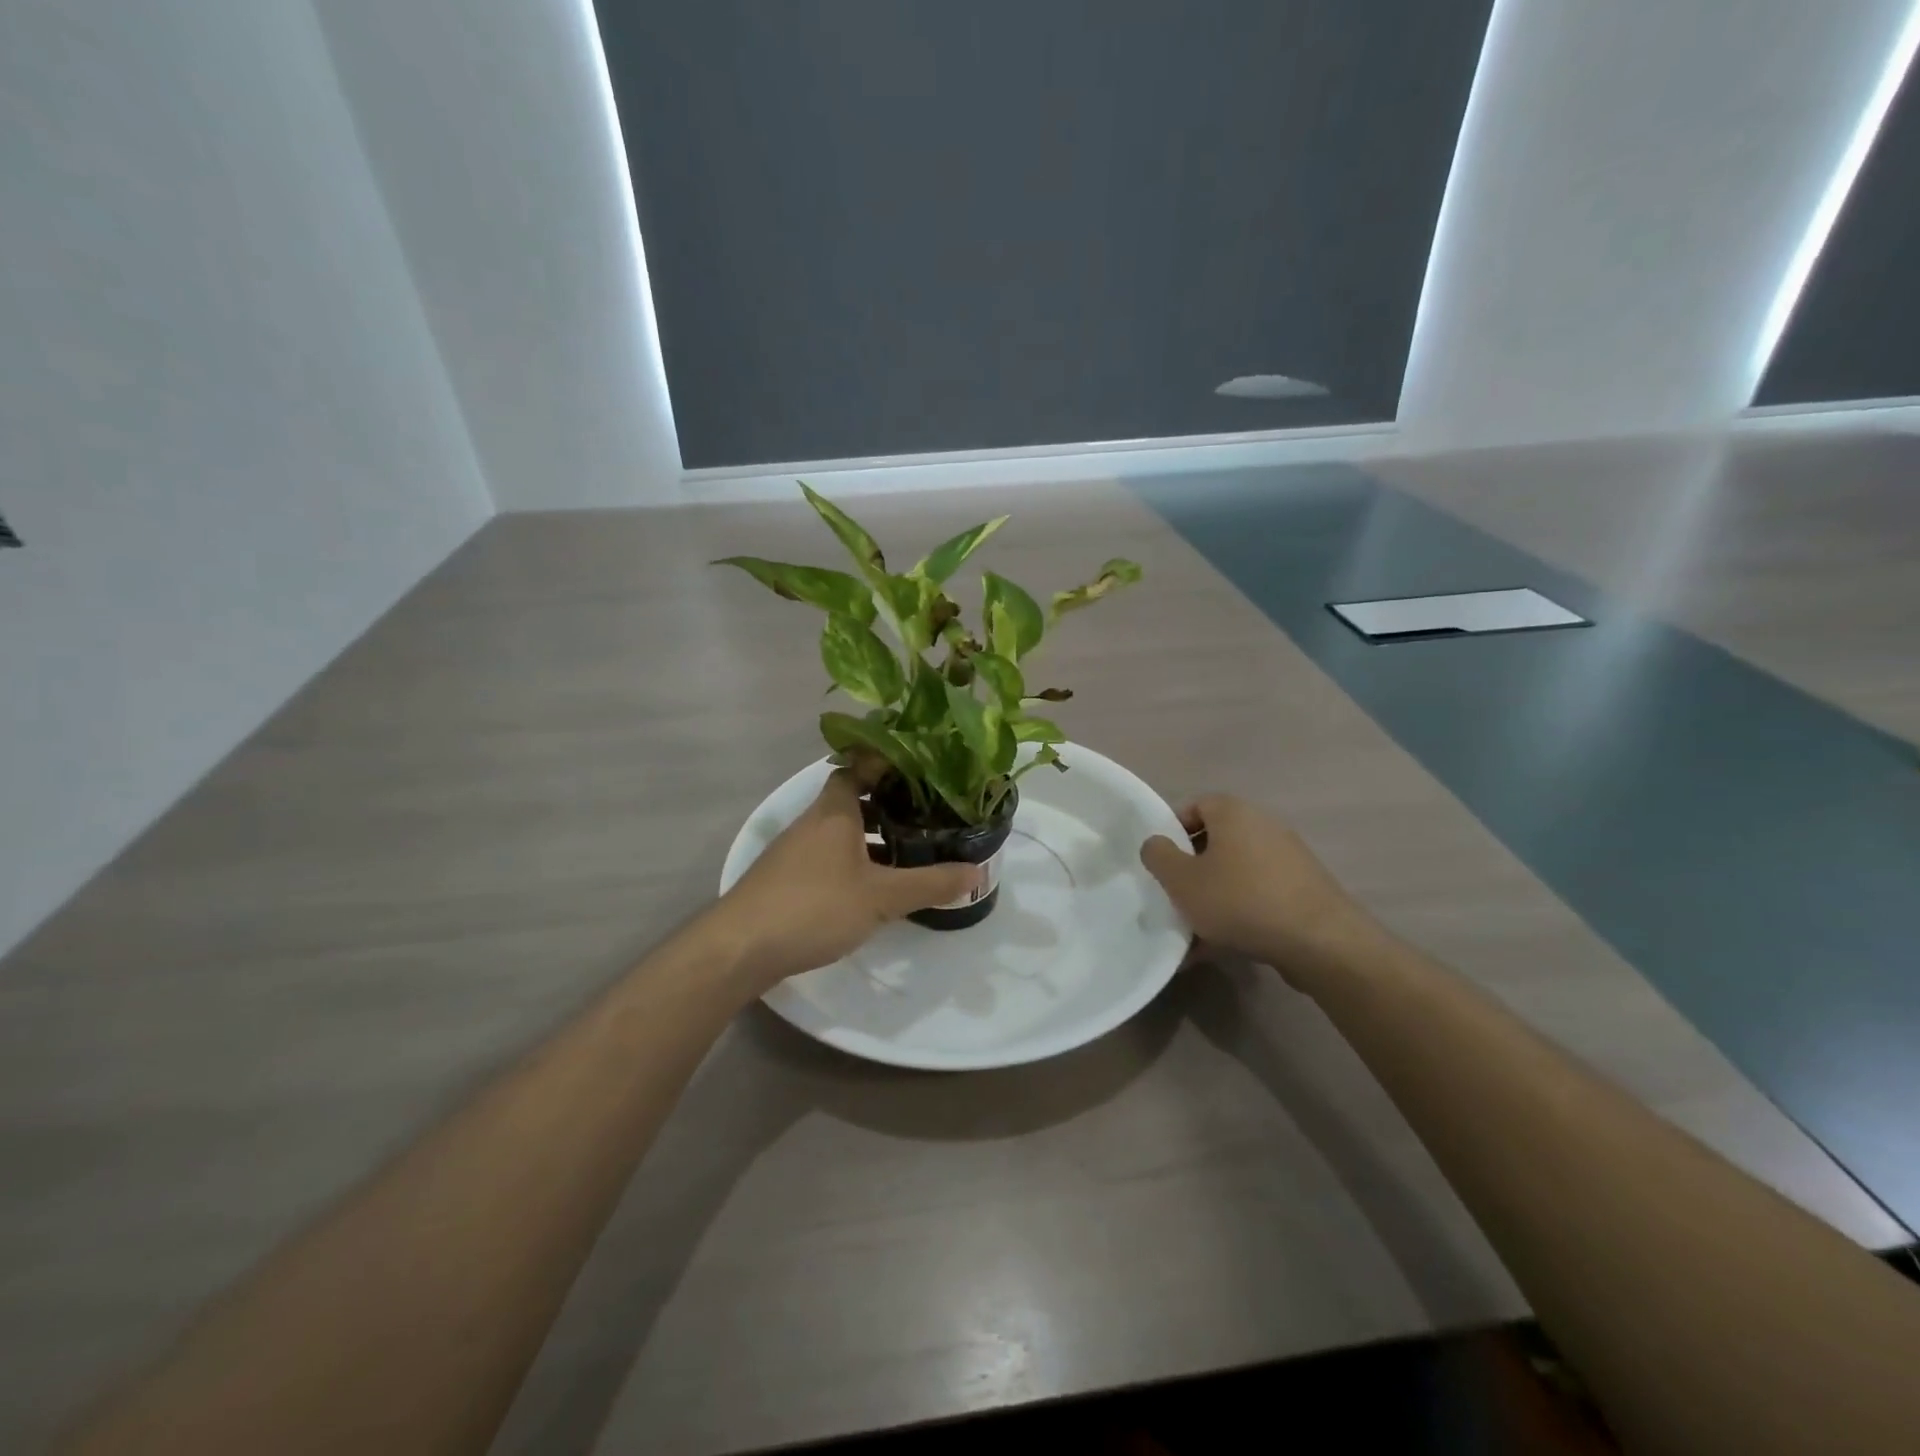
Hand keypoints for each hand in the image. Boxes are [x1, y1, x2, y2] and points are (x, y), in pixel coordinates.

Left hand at [709, 770, 980, 993]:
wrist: (740, 948)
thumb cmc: (814, 906)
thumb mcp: (882, 896)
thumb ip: (930, 883)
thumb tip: (978, 873)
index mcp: (834, 811)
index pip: (858, 766)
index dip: (886, 763)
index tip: (920, 768)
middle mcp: (812, 823)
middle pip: (852, 799)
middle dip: (889, 804)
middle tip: (927, 813)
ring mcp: (796, 852)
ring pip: (841, 832)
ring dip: (872, 837)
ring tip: (911, 850)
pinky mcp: (787, 879)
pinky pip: (829, 857)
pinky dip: (855, 861)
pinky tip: (874, 886)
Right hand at [1140, 794, 1376, 979]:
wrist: (1319, 942)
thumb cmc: (1240, 900)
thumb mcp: (1181, 880)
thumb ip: (1158, 856)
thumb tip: (1156, 843)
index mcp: (1234, 813)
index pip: (1194, 806)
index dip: (1172, 831)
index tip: (1161, 863)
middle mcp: (1263, 826)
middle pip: (1214, 843)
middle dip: (1191, 872)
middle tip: (1173, 898)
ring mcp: (1287, 859)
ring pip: (1234, 875)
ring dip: (1211, 900)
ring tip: (1192, 935)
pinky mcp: (1302, 891)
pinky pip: (1257, 897)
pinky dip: (1237, 916)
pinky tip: (1219, 949)